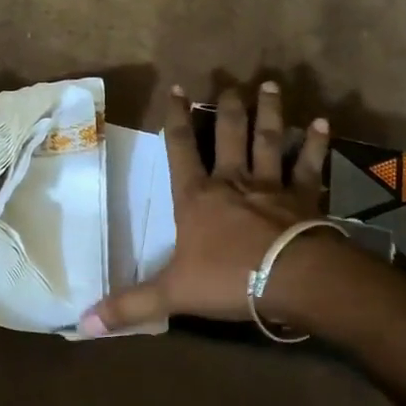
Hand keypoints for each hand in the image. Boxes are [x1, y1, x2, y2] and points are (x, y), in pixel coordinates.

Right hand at [80, 82, 329, 334]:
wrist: (292, 279)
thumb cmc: (229, 280)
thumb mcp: (172, 294)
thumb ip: (130, 305)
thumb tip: (83, 323)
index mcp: (196, 197)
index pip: (179, 148)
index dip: (175, 118)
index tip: (176, 88)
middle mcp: (232, 181)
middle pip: (228, 134)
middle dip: (228, 107)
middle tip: (230, 81)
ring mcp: (271, 185)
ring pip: (268, 139)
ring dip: (269, 112)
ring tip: (269, 84)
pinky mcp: (304, 197)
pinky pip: (310, 165)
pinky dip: (316, 143)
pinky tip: (322, 122)